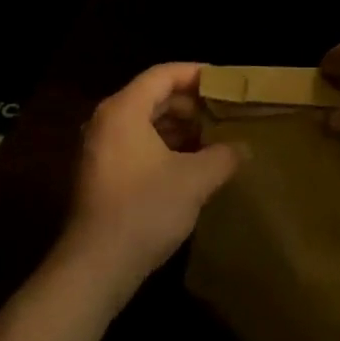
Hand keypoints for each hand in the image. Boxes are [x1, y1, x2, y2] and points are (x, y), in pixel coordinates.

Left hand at [54, 63, 241, 309]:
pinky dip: (162, 146)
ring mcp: (99, 148)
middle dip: (190, 104)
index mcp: (124, 109)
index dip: (195, 74)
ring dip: (177, 127)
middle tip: (223, 112)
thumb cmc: (145, 210)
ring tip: (212, 139)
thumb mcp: (194, 181)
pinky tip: (189, 165)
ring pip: (144, 122)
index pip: (163, 74)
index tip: (224, 82)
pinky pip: (135, 144)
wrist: (95, 267)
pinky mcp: (100, 173)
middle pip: (153, 96)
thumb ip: (222, 157)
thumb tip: (244, 148)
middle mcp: (106, 120)